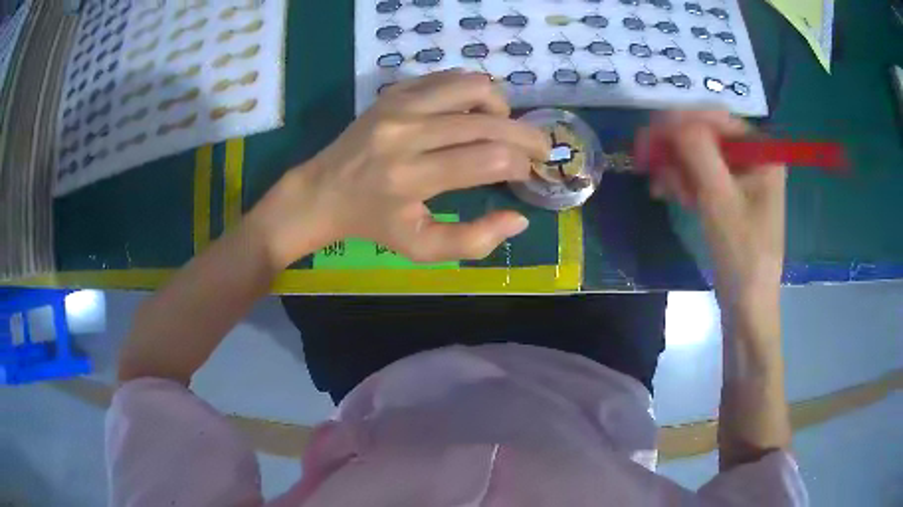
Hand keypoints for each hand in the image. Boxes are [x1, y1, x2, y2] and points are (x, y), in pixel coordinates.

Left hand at [252, 70, 549, 268]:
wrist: (322, 191)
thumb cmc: (373, 224)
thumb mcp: (421, 248)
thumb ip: (474, 241)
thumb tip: (519, 220)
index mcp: (412, 177)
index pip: (490, 159)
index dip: (521, 165)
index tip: (525, 174)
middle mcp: (407, 133)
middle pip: (490, 123)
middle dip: (528, 136)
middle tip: (539, 149)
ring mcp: (399, 104)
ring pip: (474, 87)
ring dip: (500, 107)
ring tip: (501, 128)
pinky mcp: (394, 91)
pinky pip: (449, 77)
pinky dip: (472, 92)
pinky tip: (471, 114)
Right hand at [637, 111, 785, 316]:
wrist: (746, 307)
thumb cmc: (742, 254)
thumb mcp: (719, 200)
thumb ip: (698, 152)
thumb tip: (669, 119)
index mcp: (761, 152)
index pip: (718, 118)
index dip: (682, 120)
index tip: (650, 132)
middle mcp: (753, 158)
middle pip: (707, 136)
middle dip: (676, 147)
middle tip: (645, 157)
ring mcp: (741, 178)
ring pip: (699, 156)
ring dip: (676, 167)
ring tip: (660, 187)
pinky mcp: (729, 197)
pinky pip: (700, 177)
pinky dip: (682, 182)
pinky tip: (668, 194)